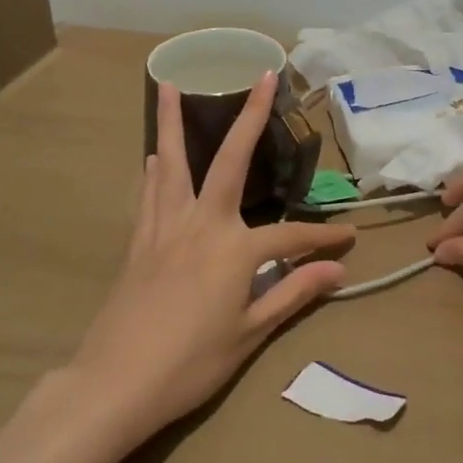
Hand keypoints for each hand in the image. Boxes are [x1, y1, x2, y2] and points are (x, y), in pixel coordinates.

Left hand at [69, 71, 353, 451]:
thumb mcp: (250, 333)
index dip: (322, 238)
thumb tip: (338, 269)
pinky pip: (149, 194)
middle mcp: (200, 223)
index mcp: (234, 247)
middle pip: (230, 160)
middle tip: (262, 76)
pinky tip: (152, 157)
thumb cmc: (190, 363)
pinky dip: (154, 170)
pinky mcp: (139, 243)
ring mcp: (165, 228)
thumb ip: (293, 292)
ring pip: (172, 164)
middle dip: (250, 116)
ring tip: (168, 85)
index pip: (291, 235)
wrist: (114, 385)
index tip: (348, 239)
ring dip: (171, 122)